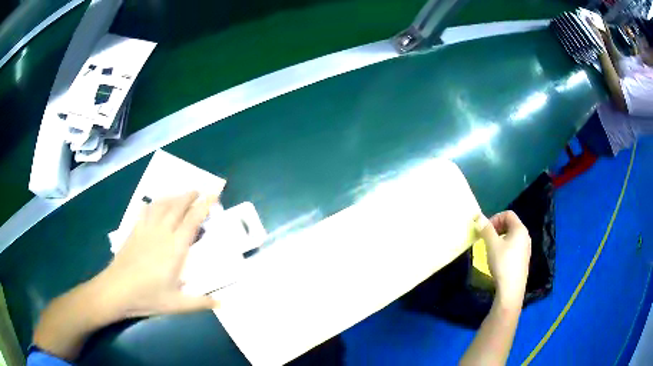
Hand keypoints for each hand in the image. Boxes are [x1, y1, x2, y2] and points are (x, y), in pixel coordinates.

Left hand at [96, 191, 219, 319]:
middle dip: (189, 196)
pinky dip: (151, 204)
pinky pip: (144, 211)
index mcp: (175, 248)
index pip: (192, 220)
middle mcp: (162, 233)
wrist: (117, 290)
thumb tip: (222, 304)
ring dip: (172, 197)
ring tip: (180, 195)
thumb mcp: (177, 304)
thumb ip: (201, 303)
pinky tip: (151, 205)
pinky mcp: (134, 231)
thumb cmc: (148, 297)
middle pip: (177, 206)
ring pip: (161, 205)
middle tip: (199, 191)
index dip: (204, 205)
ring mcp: (146, 230)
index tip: (213, 194)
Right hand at [477, 210, 530, 309]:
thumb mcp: (491, 244)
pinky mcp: (523, 260)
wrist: (511, 289)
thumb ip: (485, 229)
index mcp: (520, 229)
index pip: (508, 214)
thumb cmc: (502, 263)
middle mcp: (525, 236)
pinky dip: (505, 247)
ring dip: (500, 238)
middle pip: (511, 224)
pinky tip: (498, 260)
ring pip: (512, 237)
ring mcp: (526, 249)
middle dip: (497, 228)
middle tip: (486, 238)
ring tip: (491, 249)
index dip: (495, 218)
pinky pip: (514, 247)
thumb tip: (478, 216)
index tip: (485, 230)